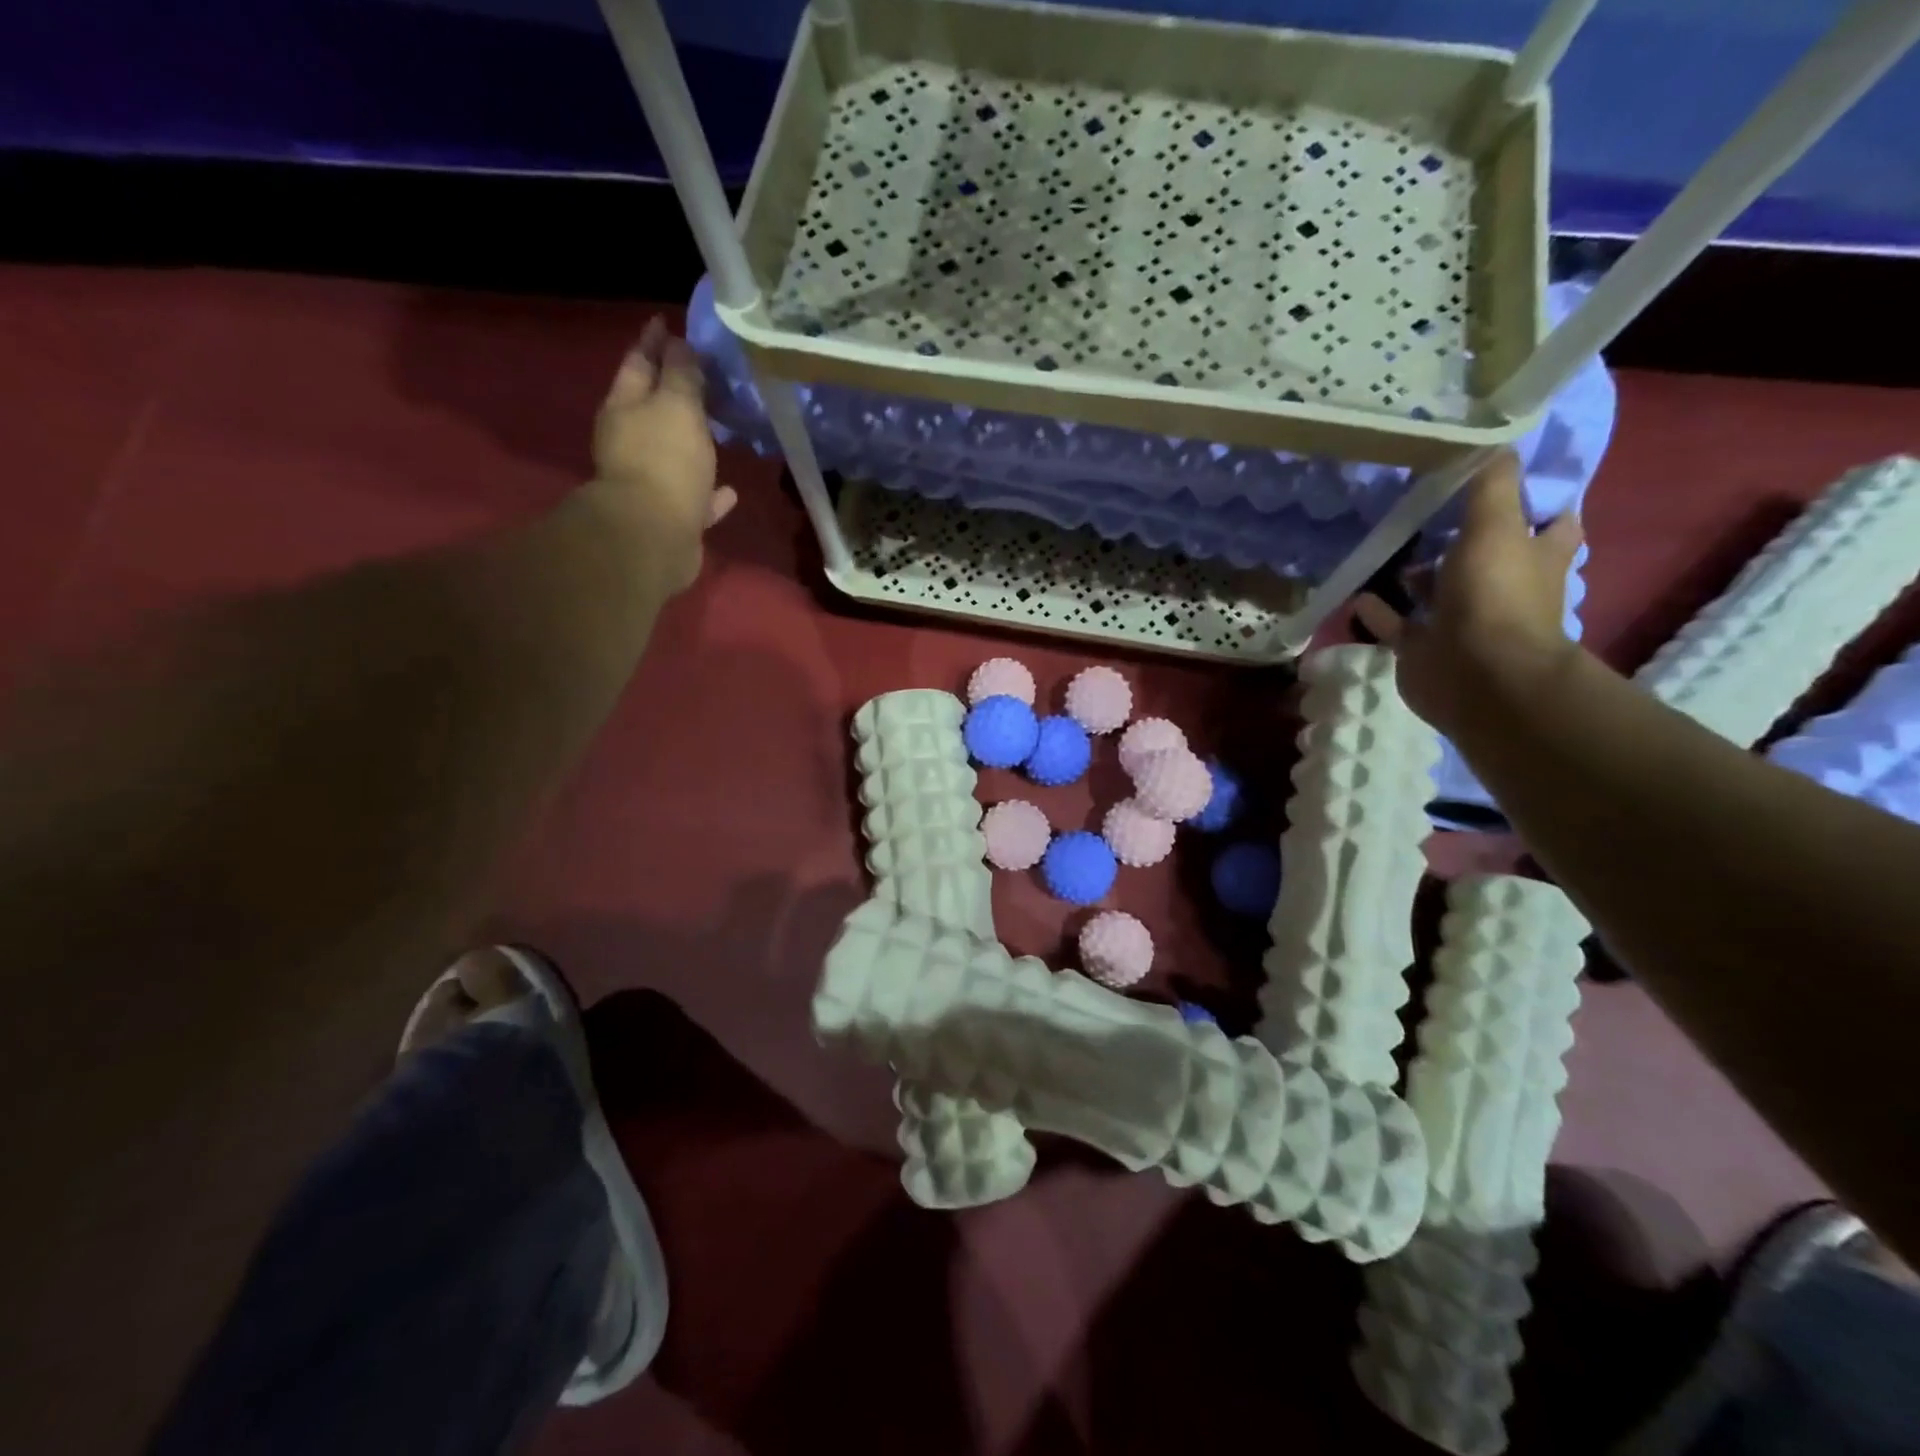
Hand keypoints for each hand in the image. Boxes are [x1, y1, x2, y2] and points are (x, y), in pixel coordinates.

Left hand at [591, 317, 736, 591]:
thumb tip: (679, 344)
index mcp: (625, 406)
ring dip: (693, 443)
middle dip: (673, 392)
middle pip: (651, 408)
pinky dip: (709, 493)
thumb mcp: (677, 405)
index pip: (639, 361)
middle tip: (700, 377)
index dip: (655, 341)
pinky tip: (730, 492)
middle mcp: (630, 441)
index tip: (667, 321)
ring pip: (672, 454)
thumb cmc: (664, 460)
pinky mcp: (669, 517)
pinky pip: (694, 498)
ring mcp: (648, 482)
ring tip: (718, 433)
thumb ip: (681, 375)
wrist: (653, 535)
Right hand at [1354, 452, 1580, 735]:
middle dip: (1462, 536)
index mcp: (1537, 557)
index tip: (1500, 477)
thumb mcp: (1496, 526)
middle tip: (1426, 509)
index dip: (1533, 499)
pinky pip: (1397, 624)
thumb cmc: (1496, 597)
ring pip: (1439, 590)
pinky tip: (1359, 592)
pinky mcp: (1424, 646)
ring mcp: (1462, 620)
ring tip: (1387, 547)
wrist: (1476, 675)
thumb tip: (1493, 441)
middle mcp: (1503, 588)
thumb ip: (1492, 485)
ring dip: (1416, 574)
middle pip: (1487, 555)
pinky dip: (1379, 610)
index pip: (1549, 521)